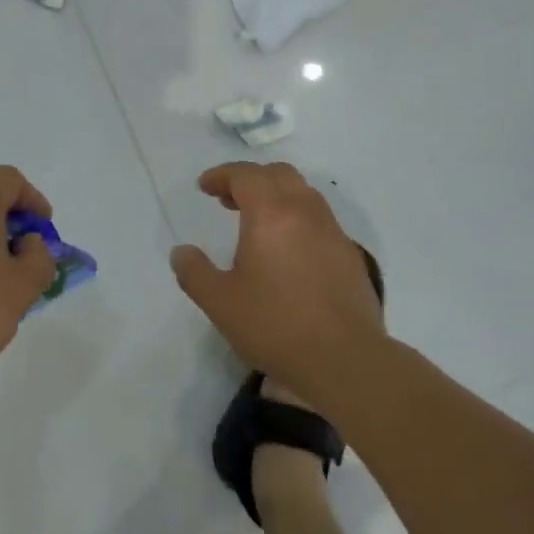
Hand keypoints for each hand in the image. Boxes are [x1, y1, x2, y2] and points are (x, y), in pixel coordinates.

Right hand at [170, 162, 384, 395]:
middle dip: (250, 179)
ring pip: (304, 194)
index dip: (222, 175)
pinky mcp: (350, 255)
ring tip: (257, 223)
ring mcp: (333, 232)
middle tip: (228, 200)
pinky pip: (320, 219)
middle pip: (278, 174)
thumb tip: (182, 252)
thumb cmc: (275, 326)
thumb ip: (195, 272)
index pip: (246, 175)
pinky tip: (289, 251)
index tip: (205, 187)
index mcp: (271, 214)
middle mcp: (305, 212)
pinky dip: (298, 218)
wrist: (345, 360)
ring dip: (277, 196)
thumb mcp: (220, 302)